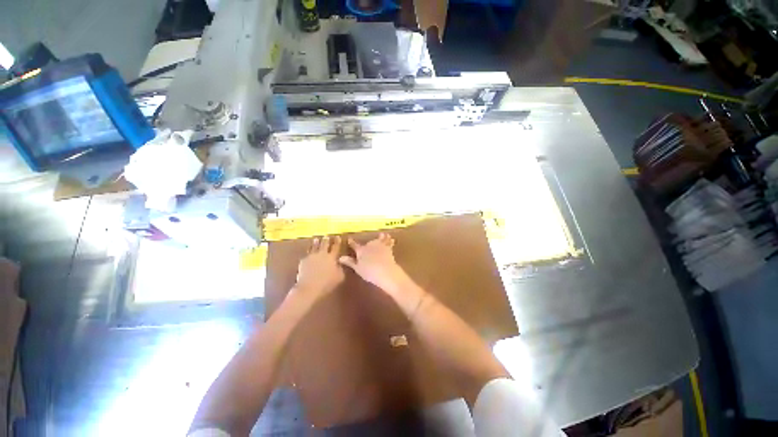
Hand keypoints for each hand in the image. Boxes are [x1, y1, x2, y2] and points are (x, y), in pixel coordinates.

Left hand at [294, 236, 344, 300]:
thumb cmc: (327, 283)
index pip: (336, 247)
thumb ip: (340, 268)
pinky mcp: (303, 261)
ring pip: (314, 247)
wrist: (309, 287)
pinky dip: (309, 252)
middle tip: (327, 236)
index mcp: (331, 257)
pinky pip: (307, 254)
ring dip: (316, 243)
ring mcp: (311, 257)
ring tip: (316, 239)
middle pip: (324, 244)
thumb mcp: (339, 276)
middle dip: (326, 240)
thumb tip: (340, 264)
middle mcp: (322, 254)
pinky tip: (308, 253)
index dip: (337, 241)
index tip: (338, 237)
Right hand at [339, 233, 409, 294]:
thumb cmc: (369, 271)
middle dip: (368, 242)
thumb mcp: (357, 268)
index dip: (351, 242)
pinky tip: (392, 240)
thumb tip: (340, 257)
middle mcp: (370, 245)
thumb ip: (350, 262)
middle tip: (369, 241)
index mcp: (361, 250)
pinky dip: (390, 241)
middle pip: (368, 242)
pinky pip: (389, 242)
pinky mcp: (389, 248)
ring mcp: (380, 245)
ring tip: (383, 234)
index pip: (354, 245)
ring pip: (380, 239)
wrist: (385, 270)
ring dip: (381, 237)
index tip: (349, 239)